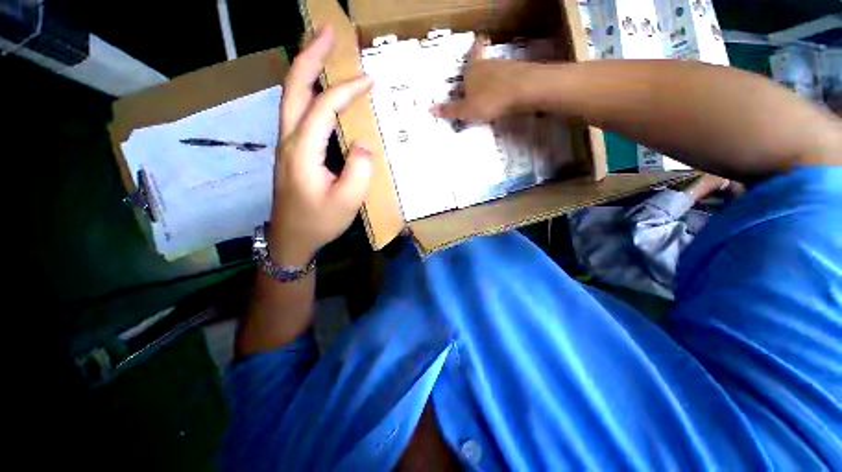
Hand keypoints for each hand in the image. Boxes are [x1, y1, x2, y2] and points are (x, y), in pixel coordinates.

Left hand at [270, 27, 373, 265]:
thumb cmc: (319, 222)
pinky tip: (321, 90)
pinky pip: (298, 112)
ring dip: (306, 69)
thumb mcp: (346, 202)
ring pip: (291, 96)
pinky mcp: (292, 151)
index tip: (369, 80)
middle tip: (328, 33)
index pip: (322, 108)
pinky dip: (309, 92)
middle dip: (310, 56)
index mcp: (302, 151)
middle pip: (293, 87)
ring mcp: (287, 144)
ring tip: (324, 50)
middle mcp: (288, 139)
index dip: (346, 90)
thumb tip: (363, 145)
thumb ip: (359, 172)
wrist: (292, 238)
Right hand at [435, 38, 533, 122]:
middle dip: (480, 71)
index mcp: (473, 69)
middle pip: (484, 64)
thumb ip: (450, 110)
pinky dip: (504, 88)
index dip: (475, 46)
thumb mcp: (466, 110)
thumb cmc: (488, 99)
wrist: (523, 91)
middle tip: (476, 82)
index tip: (479, 38)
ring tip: (488, 96)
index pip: (474, 52)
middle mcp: (489, 64)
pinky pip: (508, 81)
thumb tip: (431, 110)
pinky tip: (503, 99)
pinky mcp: (520, 76)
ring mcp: (506, 68)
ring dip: (492, 82)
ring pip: (496, 73)